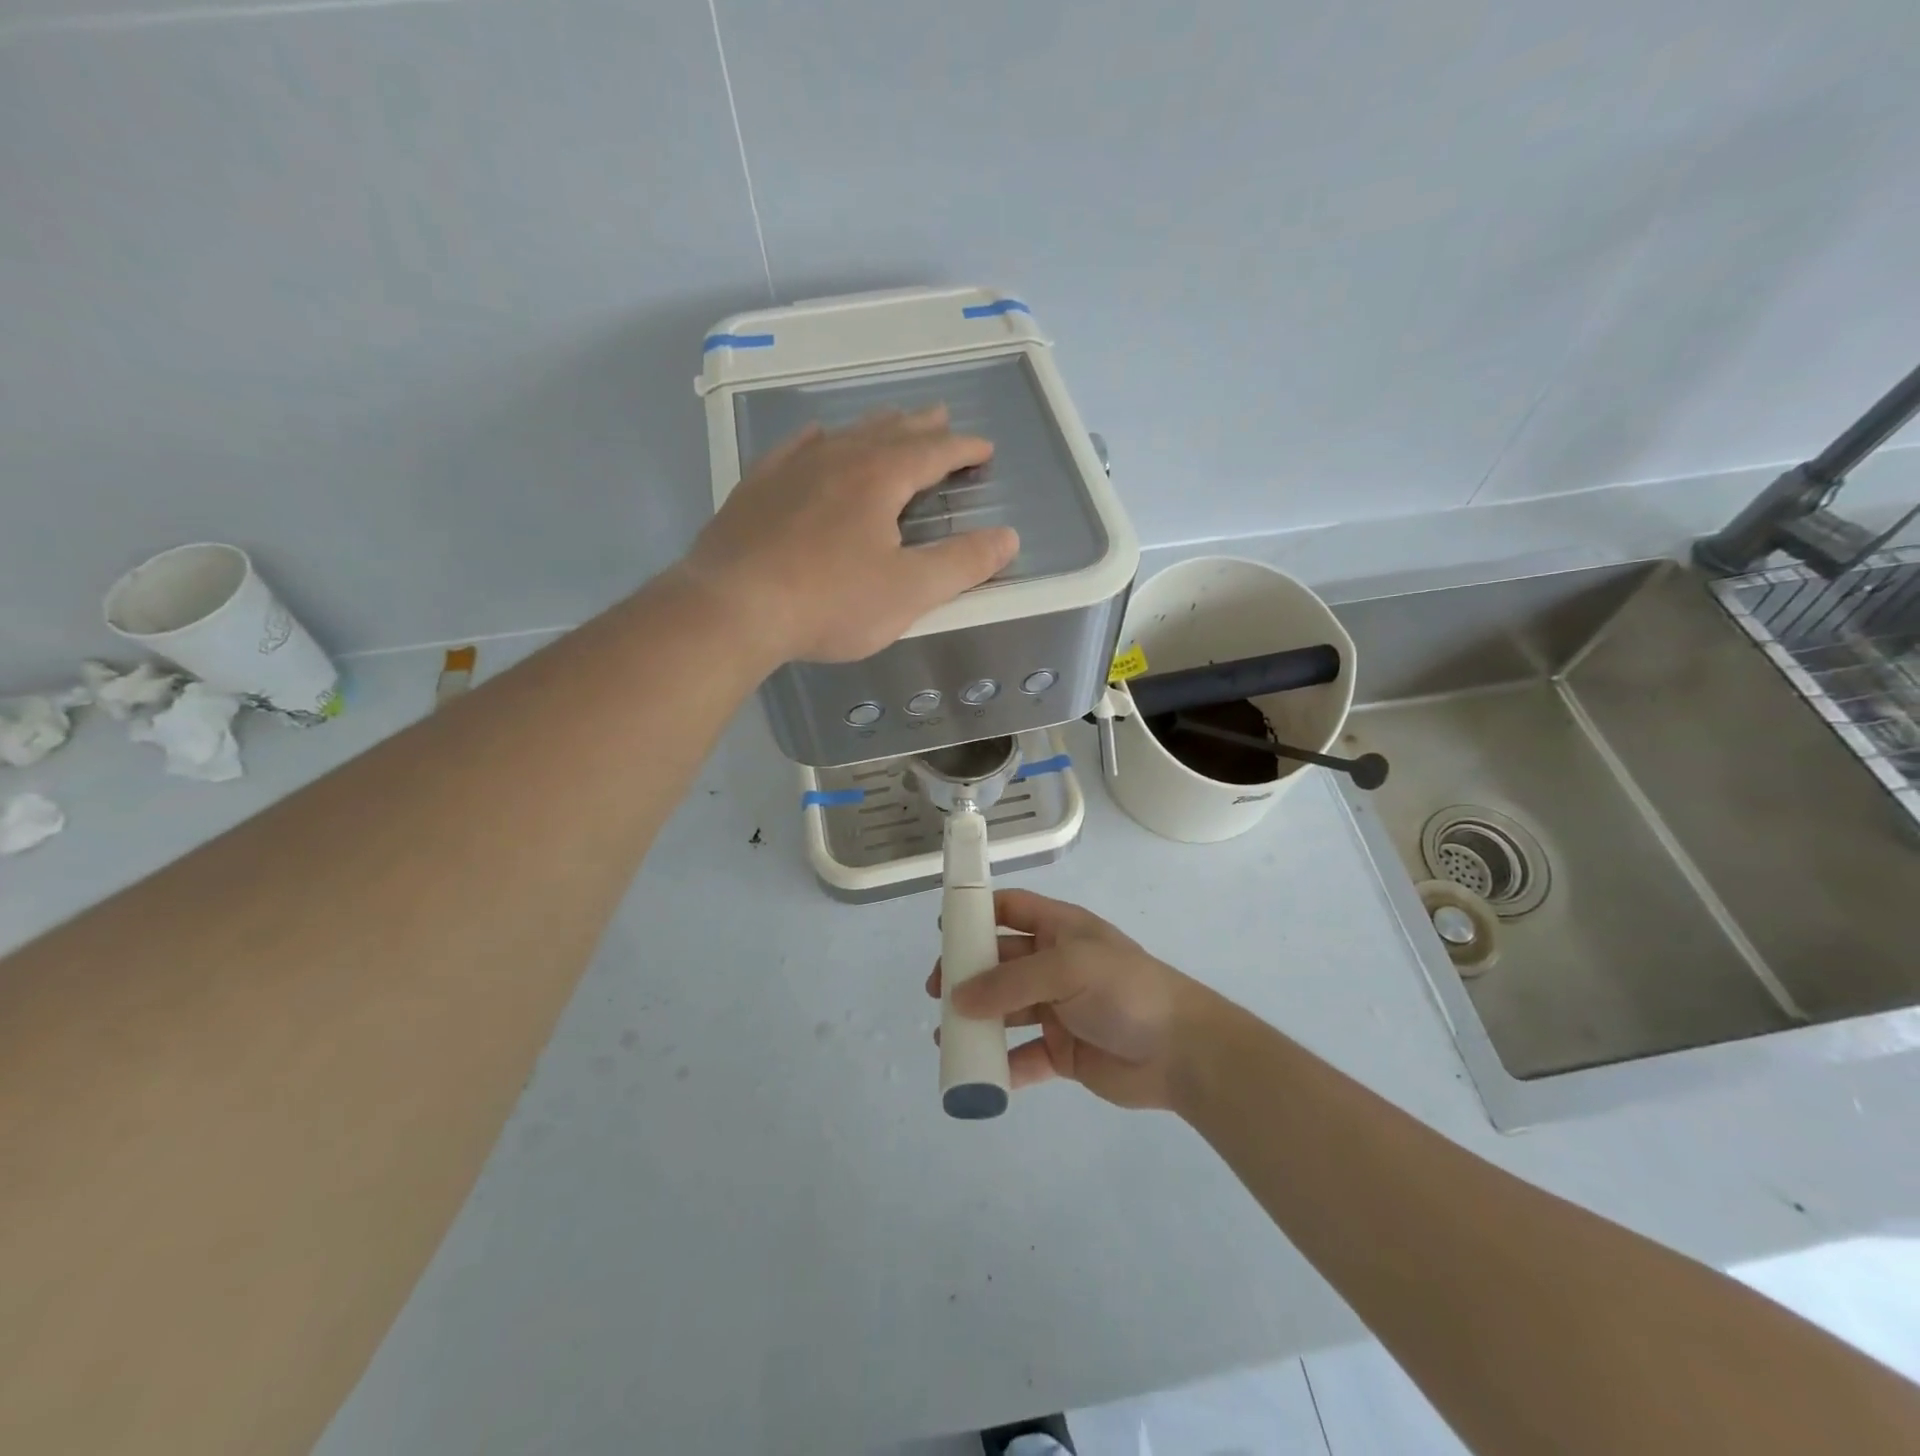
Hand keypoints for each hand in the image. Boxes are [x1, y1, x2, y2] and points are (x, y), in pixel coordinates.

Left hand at [681, 406, 1019, 664]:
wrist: (733, 607)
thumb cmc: (830, 602)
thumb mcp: (909, 591)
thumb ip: (962, 564)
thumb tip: (1007, 537)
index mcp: (880, 478)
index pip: (933, 452)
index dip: (963, 449)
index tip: (984, 448)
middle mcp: (838, 458)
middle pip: (890, 432)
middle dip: (922, 427)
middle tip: (942, 418)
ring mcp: (792, 468)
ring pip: (844, 434)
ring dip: (875, 427)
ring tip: (891, 422)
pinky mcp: (757, 488)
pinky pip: (795, 448)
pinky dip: (818, 440)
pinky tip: (817, 438)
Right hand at [925, 889, 1209, 1110]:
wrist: (1182, 1052)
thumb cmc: (1125, 991)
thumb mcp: (1067, 969)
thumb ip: (1010, 981)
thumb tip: (958, 998)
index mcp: (1061, 930)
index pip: (1012, 909)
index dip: (978, 913)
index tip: (943, 931)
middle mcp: (1055, 965)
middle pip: (1001, 962)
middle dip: (968, 974)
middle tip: (938, 992)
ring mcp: (1059, 1009)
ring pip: (1006, 1010)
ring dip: (978, 1021)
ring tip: (947, 1037)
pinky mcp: (1063, 1052)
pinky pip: (1023, 1056)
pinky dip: (1001, 1065)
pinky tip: (978, 1075)